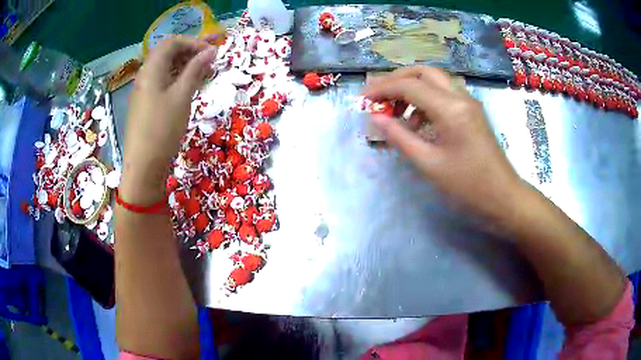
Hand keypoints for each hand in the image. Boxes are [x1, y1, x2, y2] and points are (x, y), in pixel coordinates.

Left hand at [120, 36, 217, 203]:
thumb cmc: (162, 128)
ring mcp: (145, 90)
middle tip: (214, 55)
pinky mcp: (147, 104)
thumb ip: (195, 69)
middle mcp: (146, 75)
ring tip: (207, 71)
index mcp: (151, 69)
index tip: (212, 51)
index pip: (172, 43)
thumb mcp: (182, 96)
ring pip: (168, 69)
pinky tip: (192, 86)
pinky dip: (179, 80)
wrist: (143, 166)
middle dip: (192, 51)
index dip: (193, 42)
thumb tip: (211, 50)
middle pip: (169, 54)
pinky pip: (164, 83)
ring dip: (187, 66)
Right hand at [363, 67, 524, 223]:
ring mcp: (468, 102)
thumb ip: (400, 137)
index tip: (362, 98)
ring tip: (394, 111)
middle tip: (378, 96)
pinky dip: (425, 100)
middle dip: (397, 79)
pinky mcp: (471, 112)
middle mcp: (460, 97)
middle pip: (423, 72)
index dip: (382, 88)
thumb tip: (375, 118)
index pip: (409, 85)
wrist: (503, 197)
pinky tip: (416, 121)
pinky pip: (444, 95)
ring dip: (411, 88)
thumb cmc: (468, 186)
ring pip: (434, 80)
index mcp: (451, 109)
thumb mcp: (429, 164)